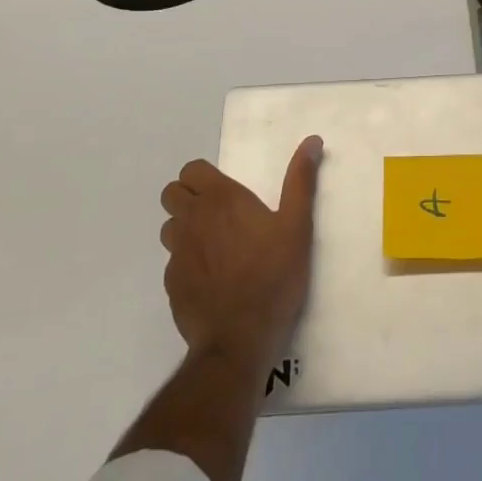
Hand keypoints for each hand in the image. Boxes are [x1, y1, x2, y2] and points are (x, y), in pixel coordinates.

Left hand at [159, 136, 322, 374]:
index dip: (204, 176)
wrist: (240, 339)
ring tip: (215, 245)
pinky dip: (187, 262)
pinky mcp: (172, 285)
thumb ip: (300, 180)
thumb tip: (312, 141)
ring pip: (170, 227)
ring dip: (185, 228)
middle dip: (189, 197)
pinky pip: (173, 262)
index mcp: (220, 200)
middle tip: (219, 213)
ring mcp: (177, 254)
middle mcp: (192, 220)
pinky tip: (211, 279)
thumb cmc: (273, 276)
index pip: (191, 170)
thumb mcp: (297, 225)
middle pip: (172, 194)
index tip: (225, 190)